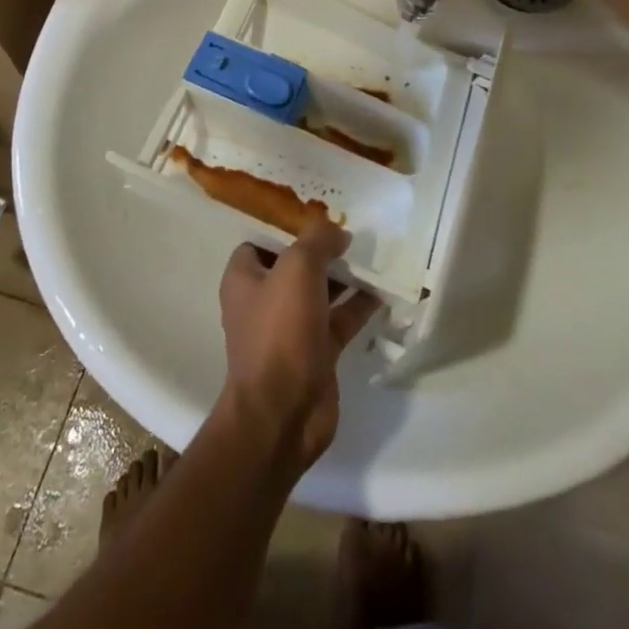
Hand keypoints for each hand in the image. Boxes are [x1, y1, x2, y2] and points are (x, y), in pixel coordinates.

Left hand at [218, 219, 381, 471]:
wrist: (283, 412)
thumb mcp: (297, 267)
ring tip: (374, 255)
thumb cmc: (280, 329)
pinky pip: (340, 320)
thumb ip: (317, 240)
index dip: (286, 227)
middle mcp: (264, 300)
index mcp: (244, 278)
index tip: (318, 216)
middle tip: (353, 232)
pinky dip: (359, 306)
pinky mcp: (316, 353)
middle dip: (322, 250)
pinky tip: (383, 291)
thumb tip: (337, 231)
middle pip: (295, 265)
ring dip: (345, 276)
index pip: (261, 241)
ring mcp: (291, 329)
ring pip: (320, 292)